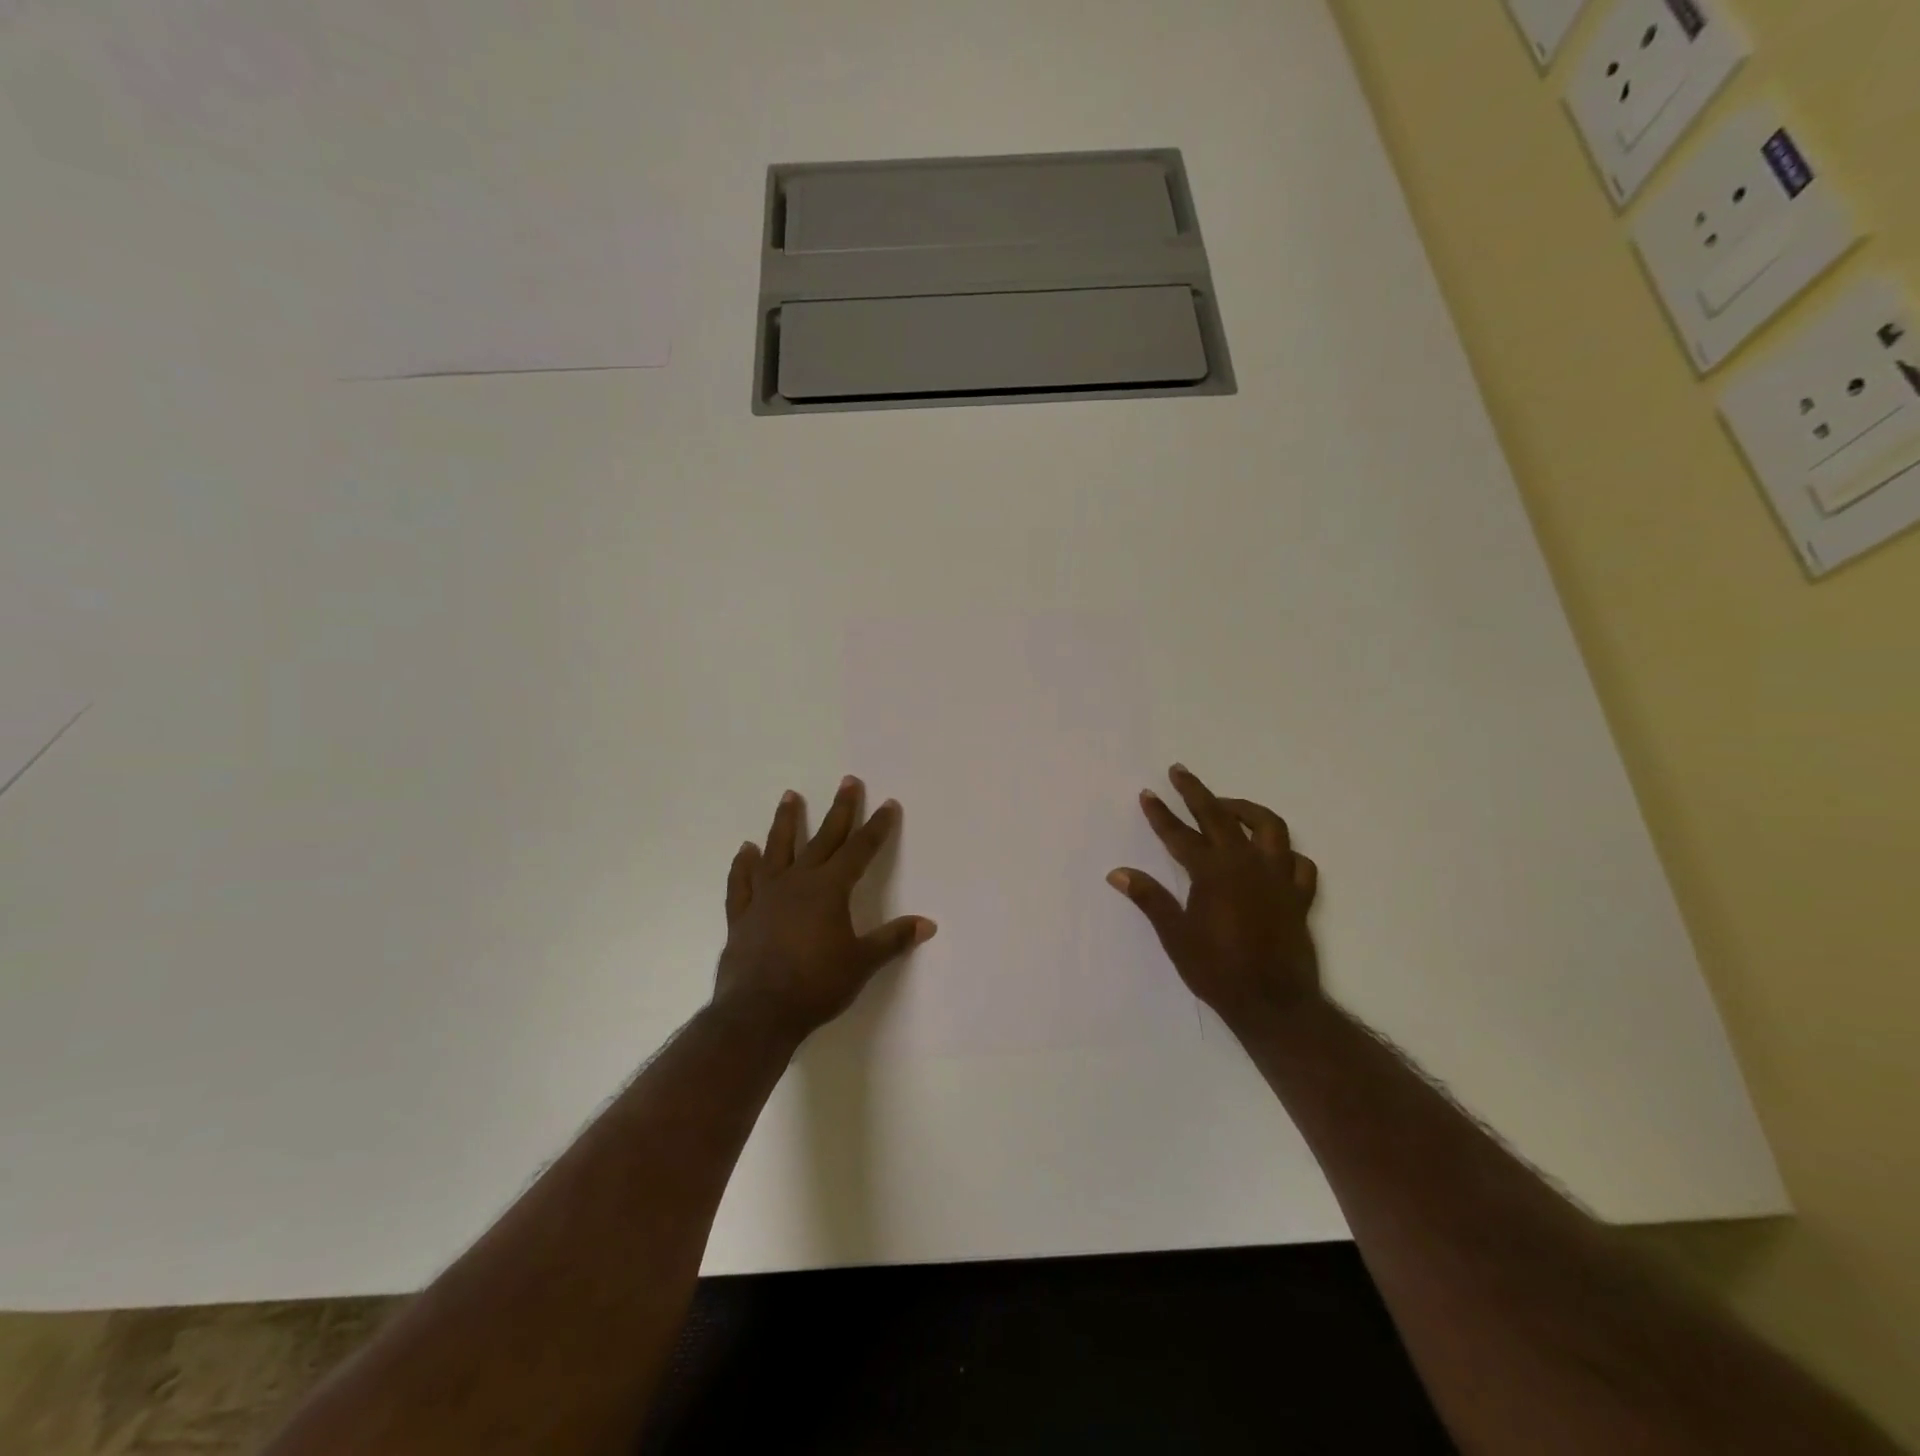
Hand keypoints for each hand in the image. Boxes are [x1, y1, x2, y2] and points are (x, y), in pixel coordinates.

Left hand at [713, 777, 935, 1041]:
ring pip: (777, 849)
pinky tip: (745, 850)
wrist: (758, 1012)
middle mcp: (798, 882)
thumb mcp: (862, 963)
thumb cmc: (816, 985)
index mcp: (830, 889)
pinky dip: (743, 865)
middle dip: (840, 810)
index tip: (888, 804)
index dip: (877, 827)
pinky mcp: (743, 915)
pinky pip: (742, 883)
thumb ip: (892, 940)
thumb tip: (928, 924)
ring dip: (785, 822)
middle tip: (848, 781)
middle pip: (823, 838)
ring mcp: (766, 896)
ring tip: (790, 796)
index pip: (860, 850)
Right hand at [1107, 765, 1321, 1029]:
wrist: (1274, 1004)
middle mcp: (1246, 865)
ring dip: (1246, 810)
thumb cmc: (1218, 971)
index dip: (1161, 814)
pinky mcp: (1299, 896)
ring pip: (1268, 827)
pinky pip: (1299, 863)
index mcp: (1213, 873)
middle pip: (1220, 816)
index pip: (1180, 835)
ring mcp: (1277, 878)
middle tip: (1179, 772)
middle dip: (1196, 792)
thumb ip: (1149, 899)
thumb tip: (1117, 872)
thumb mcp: (1175, 936)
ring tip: (1227, 806)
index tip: (1148, 793)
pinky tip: (1273, 855)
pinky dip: (1285, 852)